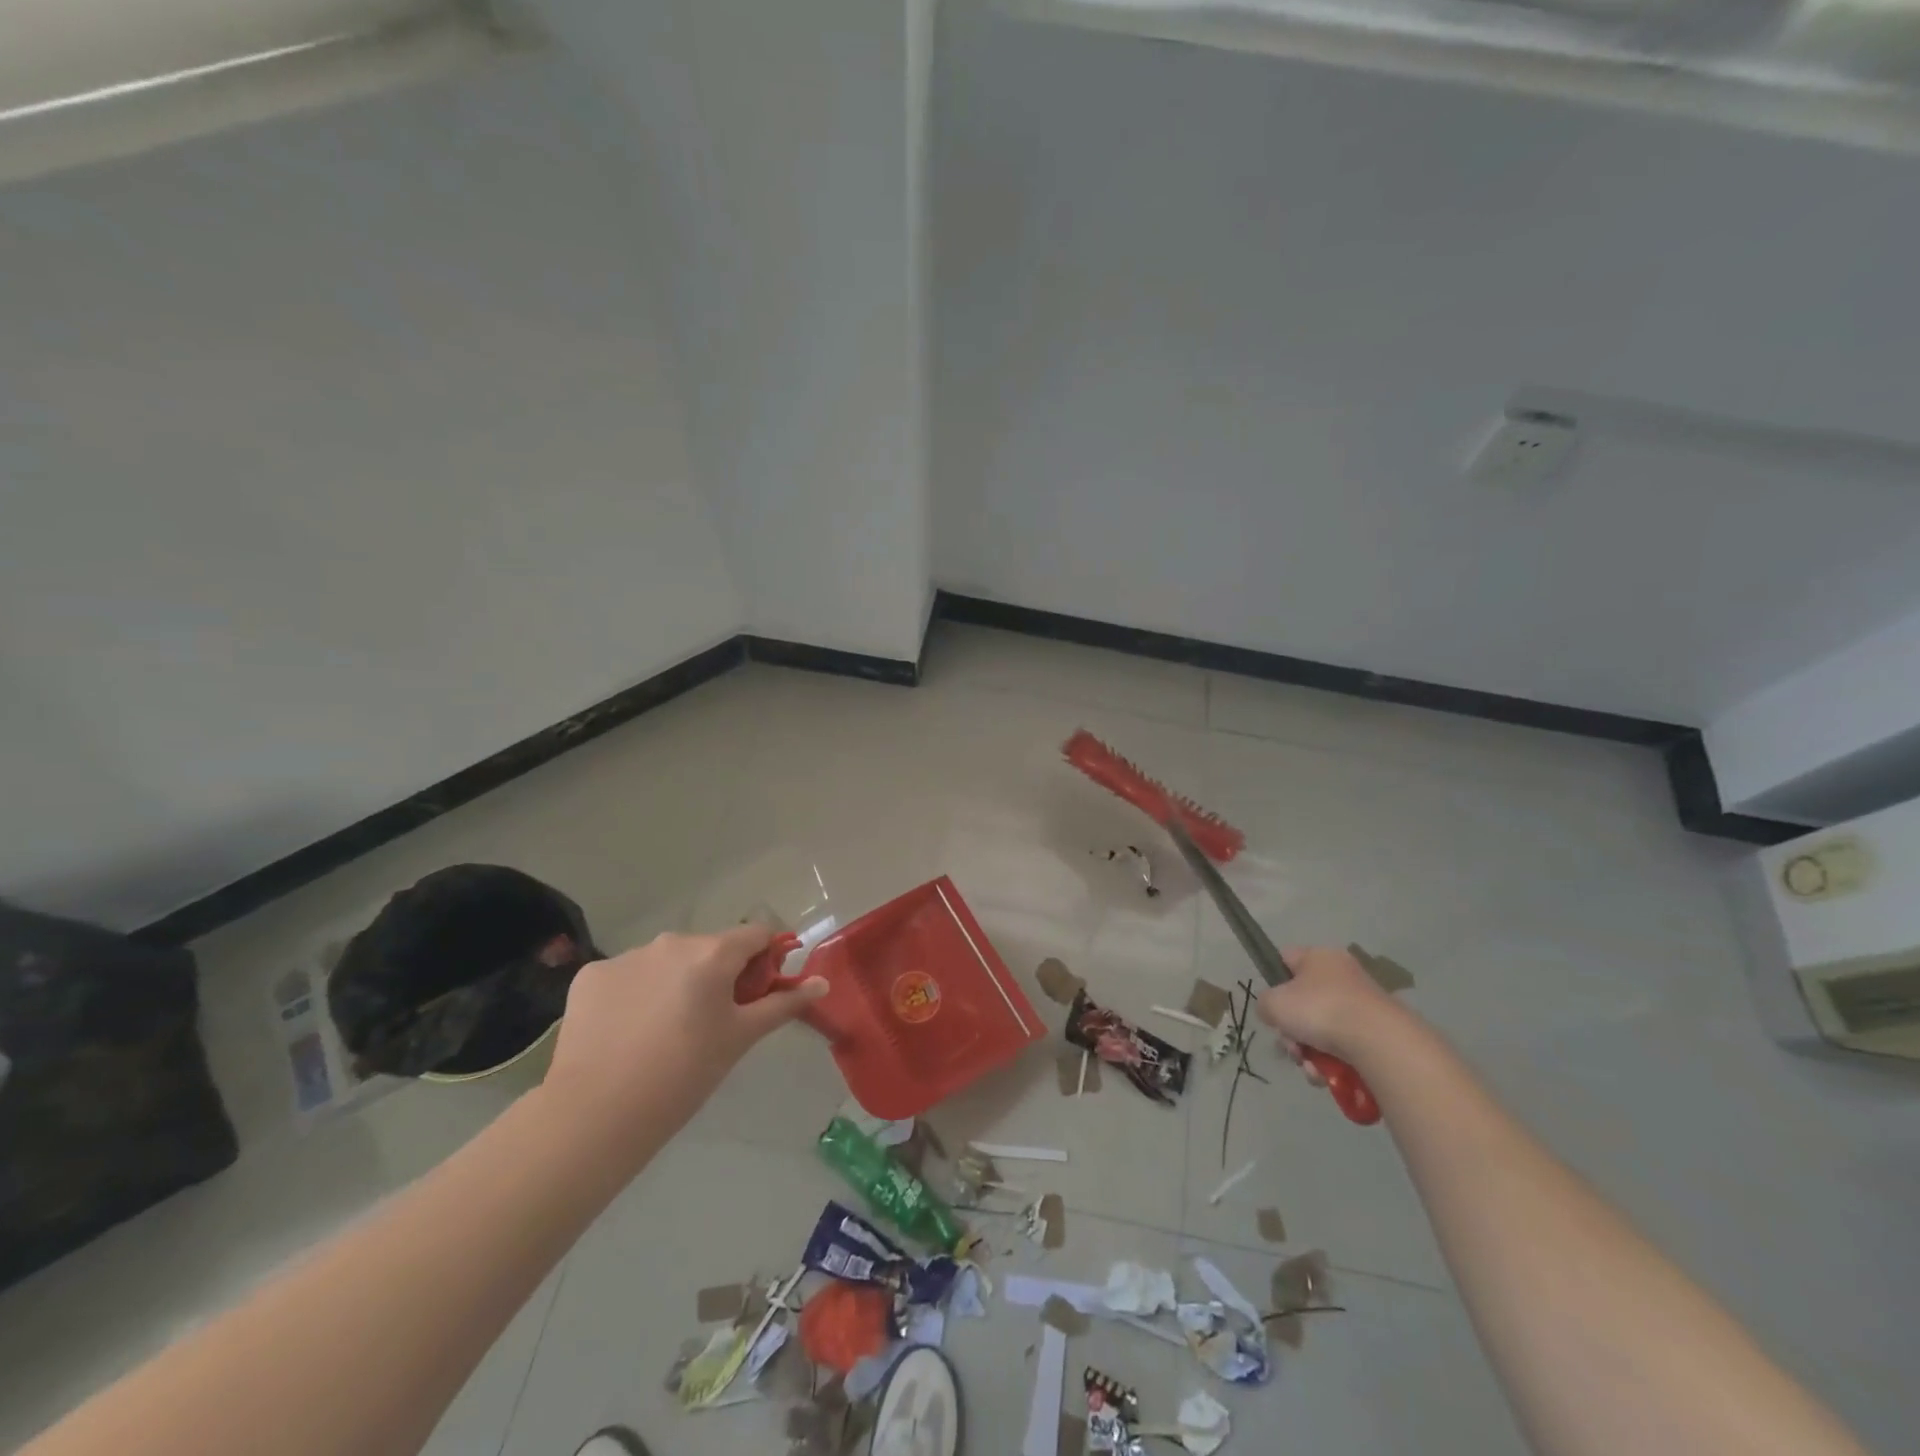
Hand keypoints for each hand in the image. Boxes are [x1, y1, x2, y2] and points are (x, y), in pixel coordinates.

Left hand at [539, 925, 825, 1156]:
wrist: (596, 1114)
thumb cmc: (684, 1074)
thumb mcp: (740, 1038)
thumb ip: (783, 1003)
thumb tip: (823, 982)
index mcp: (712, 953)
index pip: (756, 934)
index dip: (765, 958)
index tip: (760, 992)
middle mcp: (670, 942)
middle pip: (709, 948)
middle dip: (718, 975)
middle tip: (712, 1022)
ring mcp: (625, 956)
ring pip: (666, 962)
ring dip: (675, 982)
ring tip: (664, 1032)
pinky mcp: (590, 976)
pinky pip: (626, 976)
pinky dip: (635, 994)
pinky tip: (627, 1032)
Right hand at [1256, 944, 1400, 1076]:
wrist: (1380, 1043)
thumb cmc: (1320, 1010)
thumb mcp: (1274, 1003)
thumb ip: (1264, 1004)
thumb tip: (1274, 1013)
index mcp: (1319, 957)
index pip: (1286, 959)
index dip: (1274, 981)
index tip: (1273, 1006)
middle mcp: (1343, 975)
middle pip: (1303, 1003)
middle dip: (1292, 1031)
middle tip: (1291, 1046)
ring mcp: (1363, 1006)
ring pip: (1321, 1030)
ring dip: (1309, 1052)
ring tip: (1311, 1068)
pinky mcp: (1378, 1034)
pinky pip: (1344, 1047)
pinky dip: (1332, 1063)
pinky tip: (1327, 1075)